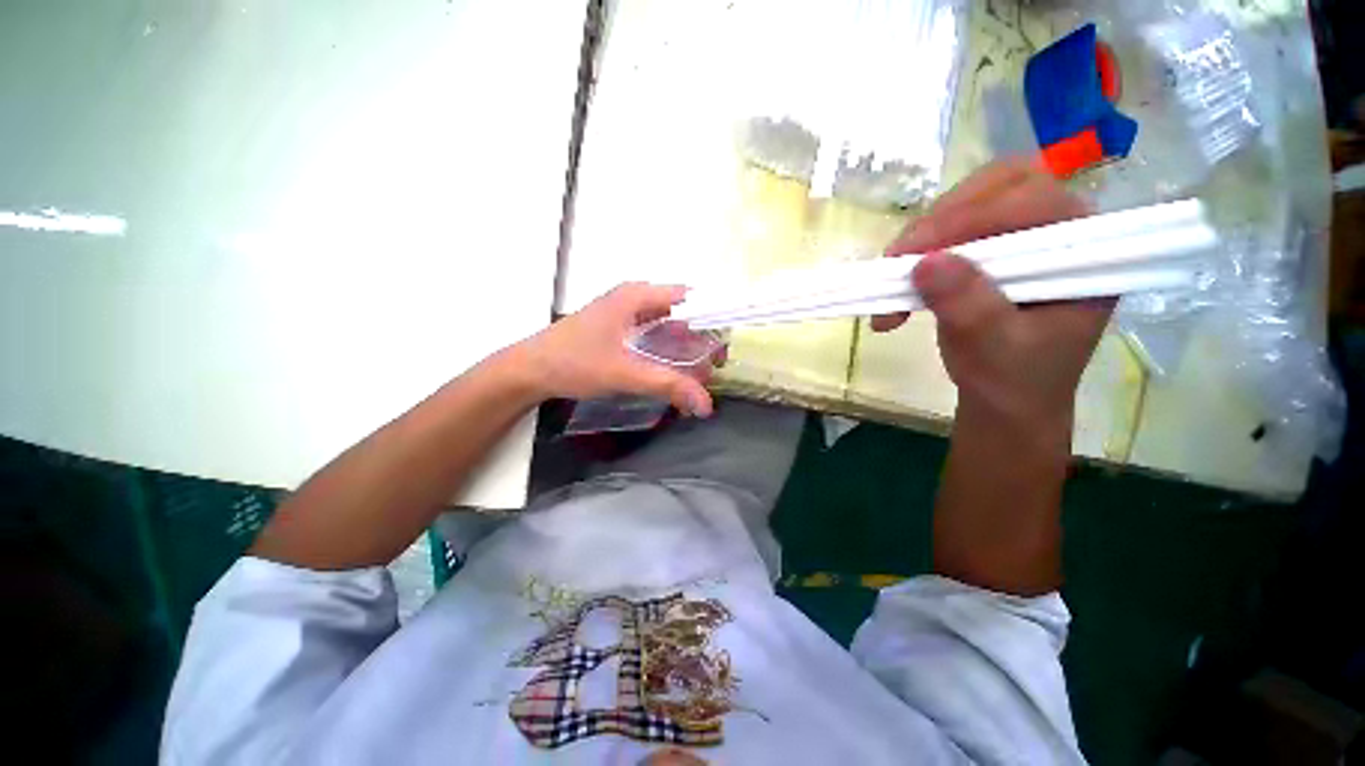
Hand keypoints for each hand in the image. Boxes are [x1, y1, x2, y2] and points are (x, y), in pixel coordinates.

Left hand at [516, 283, 716, 416]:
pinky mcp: (621, 329)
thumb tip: (706, 405)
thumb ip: (668, 385)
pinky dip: (669, 352)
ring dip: (686, 348)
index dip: (715, 319)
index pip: (692, 298)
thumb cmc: (575, 363)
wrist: (531, 370)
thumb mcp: (625, 372)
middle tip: (713, 369)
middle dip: (701, 340)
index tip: (724, 349)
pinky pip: (655, 335)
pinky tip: (674, 373)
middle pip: (683, 312)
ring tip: (699, 375)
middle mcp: (636, 298)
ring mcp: (627, 313)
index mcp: (639, 295)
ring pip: (669, 325)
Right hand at [872, 160, 1113, 427]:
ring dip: (922, 237)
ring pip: (968, 203)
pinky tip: (896, 283)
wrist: (1005, 401)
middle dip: (943, 218)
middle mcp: (1056, 232)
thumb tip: (924, 262)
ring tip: (890, 277)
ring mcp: (1021, 237)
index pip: (1032, 203)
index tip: (914, 252)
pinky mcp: (990, 249)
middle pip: (1000, 187)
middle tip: (900, 256)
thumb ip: (966, 305)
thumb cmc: (1012, 380)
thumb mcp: (991, 348)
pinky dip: (916, 252)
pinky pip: (949, 230)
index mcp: (1081, 252)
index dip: (970, 217)